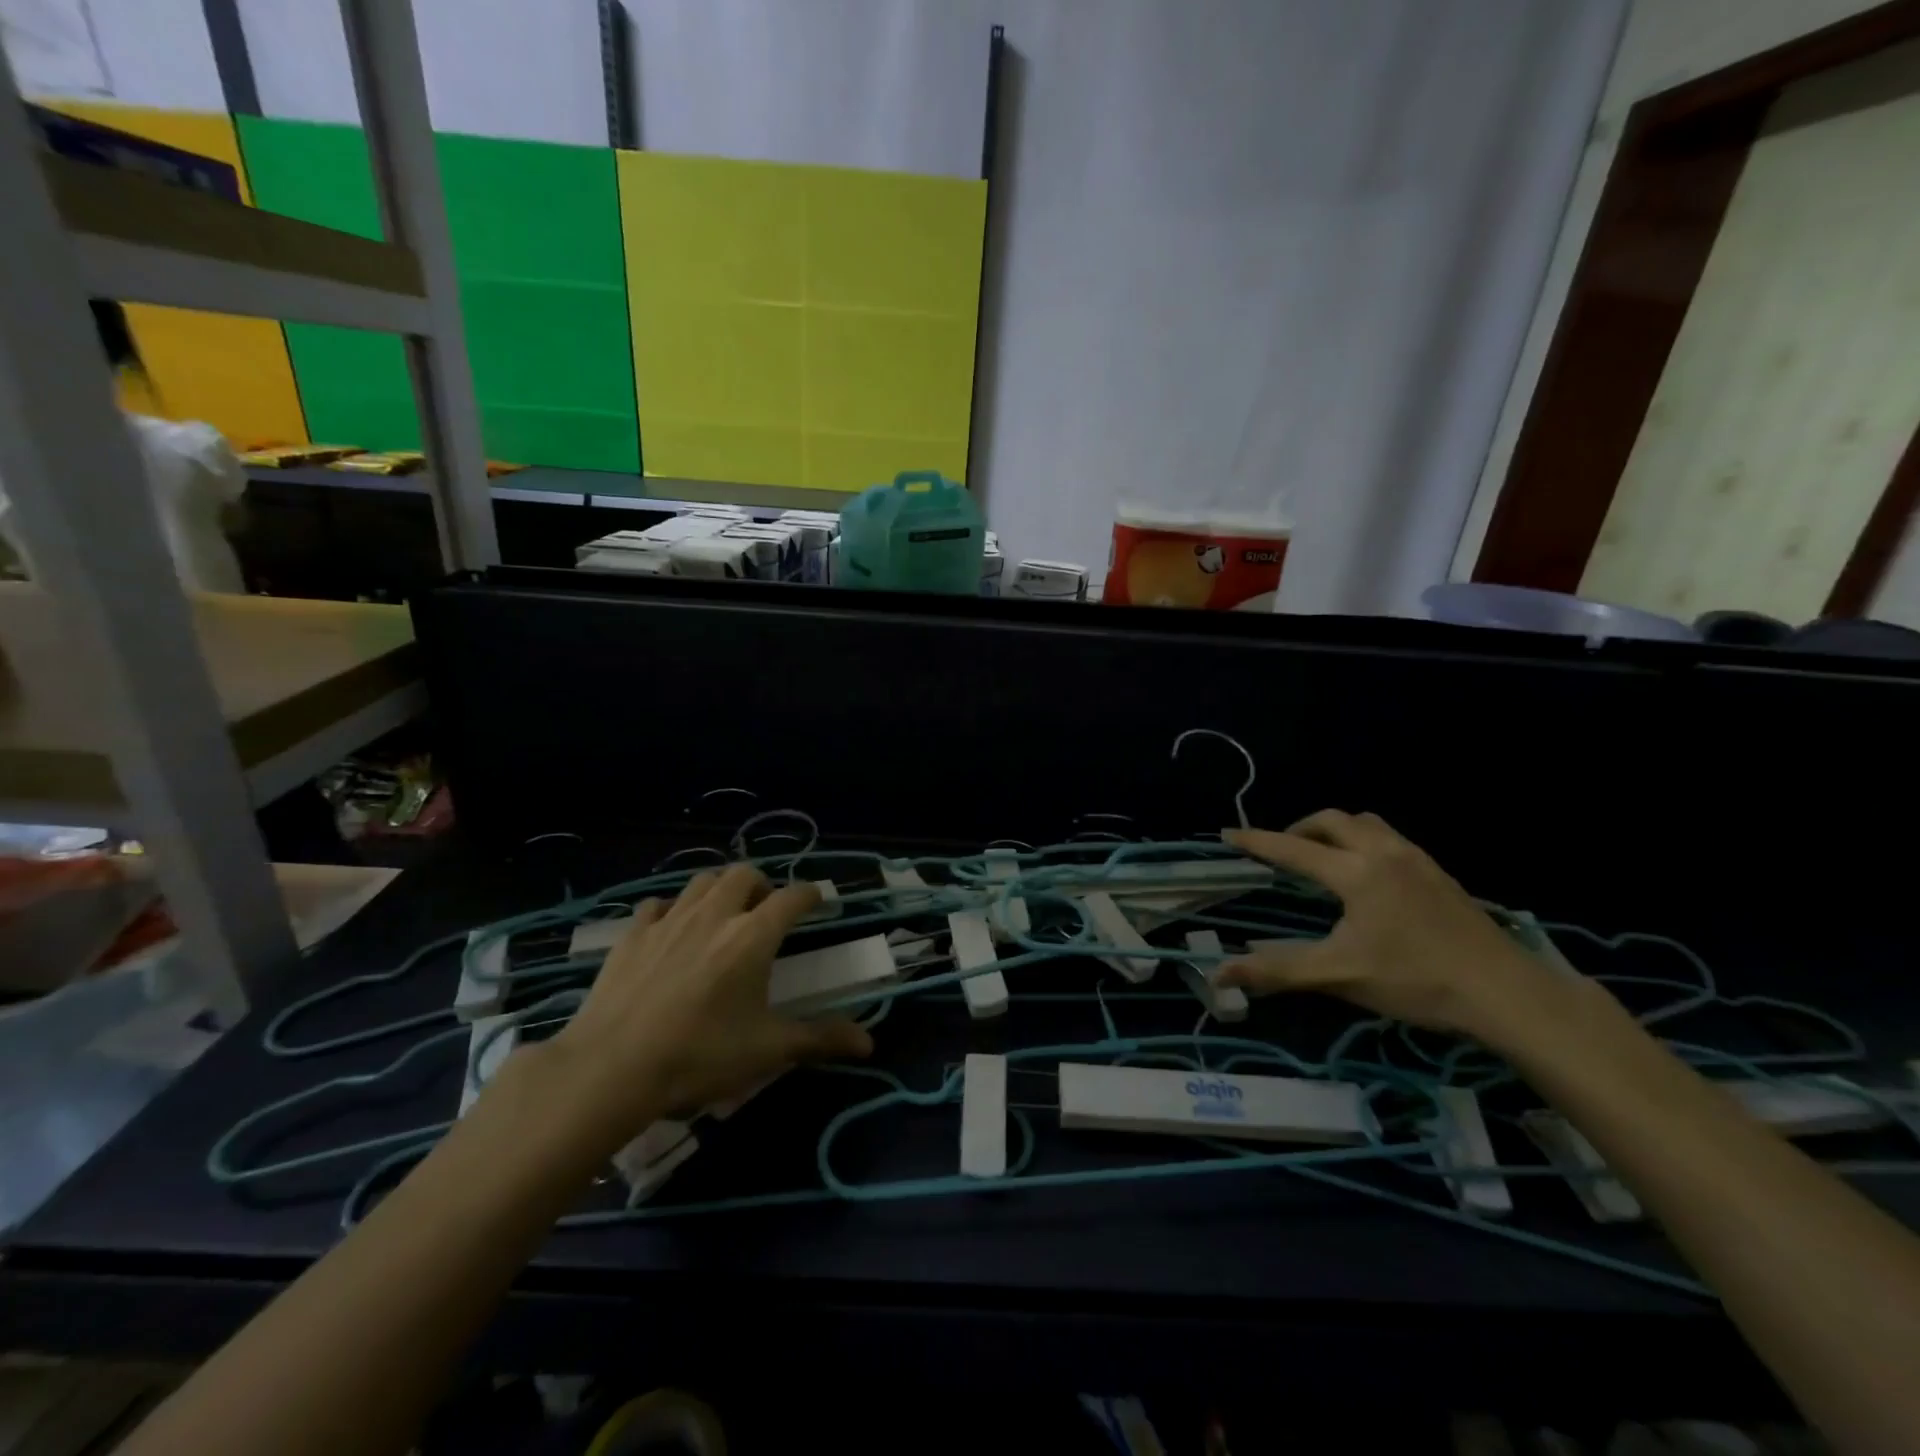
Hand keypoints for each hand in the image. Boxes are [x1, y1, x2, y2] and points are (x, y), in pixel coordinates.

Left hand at [532, 865, 872, 1160]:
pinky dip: (672, 909)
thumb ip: (820, 1038)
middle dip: (761, 884)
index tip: (817, 901)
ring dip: (719, 888)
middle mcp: (715, 915)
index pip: (792, 897)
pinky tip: (671, 930)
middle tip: (764, 911)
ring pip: (702, 880)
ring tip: (723, 913)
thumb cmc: (699, 1056)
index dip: (810, 895)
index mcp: (753, 936)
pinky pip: (658, 904)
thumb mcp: (767, 1050)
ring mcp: (669, 920)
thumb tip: (870, 1042)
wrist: (610, 1068)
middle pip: (744, 874)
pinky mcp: (632, 935)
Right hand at [1217, 811, 1560, 1041]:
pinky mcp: (1438, 873)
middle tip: (1281, 851)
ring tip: (1322, 856)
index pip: (1292, 849)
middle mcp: (1383, 853)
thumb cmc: (1416, 980)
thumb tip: (1220, 974)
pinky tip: (1368, 875)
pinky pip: (1389, 838)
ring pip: (1365, 823)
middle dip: (1299, 828)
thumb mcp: (1340, 976)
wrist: (1506, 992)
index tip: (1227, 834)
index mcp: (1355, 872)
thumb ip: (1279, 971)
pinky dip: (1363, 841)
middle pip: (1331, 820)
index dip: (1256, 841)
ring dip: (1335, 830)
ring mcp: (1416, 859)